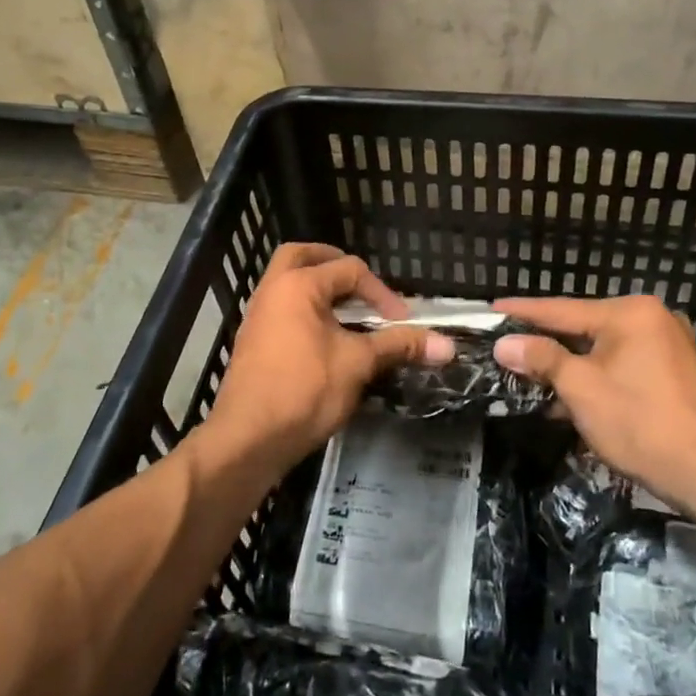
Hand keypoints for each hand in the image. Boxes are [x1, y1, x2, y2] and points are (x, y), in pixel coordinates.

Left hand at [207, 243, 451, 469]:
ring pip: (287, 283)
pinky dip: (304, 310)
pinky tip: (325, 338)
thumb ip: (399, 345)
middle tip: (359, 283)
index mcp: (298, 285)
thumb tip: (448, 344)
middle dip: (333, 263)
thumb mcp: (358, 364)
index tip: (402, 322)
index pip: (349, 269)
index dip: (381, 293)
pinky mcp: (253, 342)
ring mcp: (258, 316)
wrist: (248, 439)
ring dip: (317, 288)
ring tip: (347, 311)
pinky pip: (281, 309)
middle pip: (303, 257)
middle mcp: (273, 290)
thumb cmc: (304, 391)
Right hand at [491, 294, 695, 497]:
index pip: (562, 309)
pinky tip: (570, 395)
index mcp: (629, 312)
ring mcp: (667, 344)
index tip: (492, 308)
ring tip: (532, 373)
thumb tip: (505, 344)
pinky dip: (597, 375)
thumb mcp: (579, 387)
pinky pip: (623, 364)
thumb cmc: (637, 420)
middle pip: (584, 327)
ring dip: (570, 364)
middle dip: (546, 341)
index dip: (524, 312)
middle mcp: (651, 318)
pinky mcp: (675, 372)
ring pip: (603, 348)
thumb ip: (541, 358)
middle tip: (508, 343)